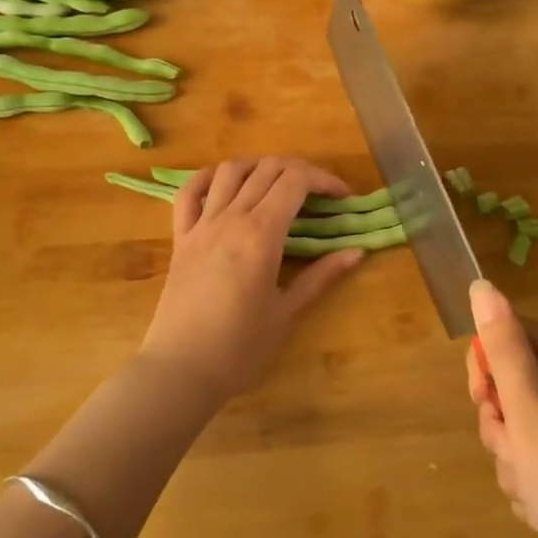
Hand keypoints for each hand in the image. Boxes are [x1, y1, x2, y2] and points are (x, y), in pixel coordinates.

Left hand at [139, 157, 364, 404]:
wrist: (181, 370)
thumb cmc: (240, 348)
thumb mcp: (287, 313)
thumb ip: (321, 276)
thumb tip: (357, 251)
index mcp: (261, 234)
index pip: (296, 181)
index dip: (324, 179)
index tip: (343, 197)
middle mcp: (230, 218)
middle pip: (267, 168)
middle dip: (300, 170)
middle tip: (319, 193)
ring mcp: (201, 225)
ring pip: (229, 171)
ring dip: (258, 166)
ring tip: (276, 183)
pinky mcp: (180, 238)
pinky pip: (188, 193)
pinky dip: (208, 178)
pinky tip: (224, 184)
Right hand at [466, 281, 537, 537]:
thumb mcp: (526, 414)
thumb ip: (502, 348)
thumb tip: (482, 285)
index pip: (506, 334)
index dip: (486, 371)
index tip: (489, 409)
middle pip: (515, 382)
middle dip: (502, 423)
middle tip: (516, 456)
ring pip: (526, 424)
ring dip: (516, 458)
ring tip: (534, 492)